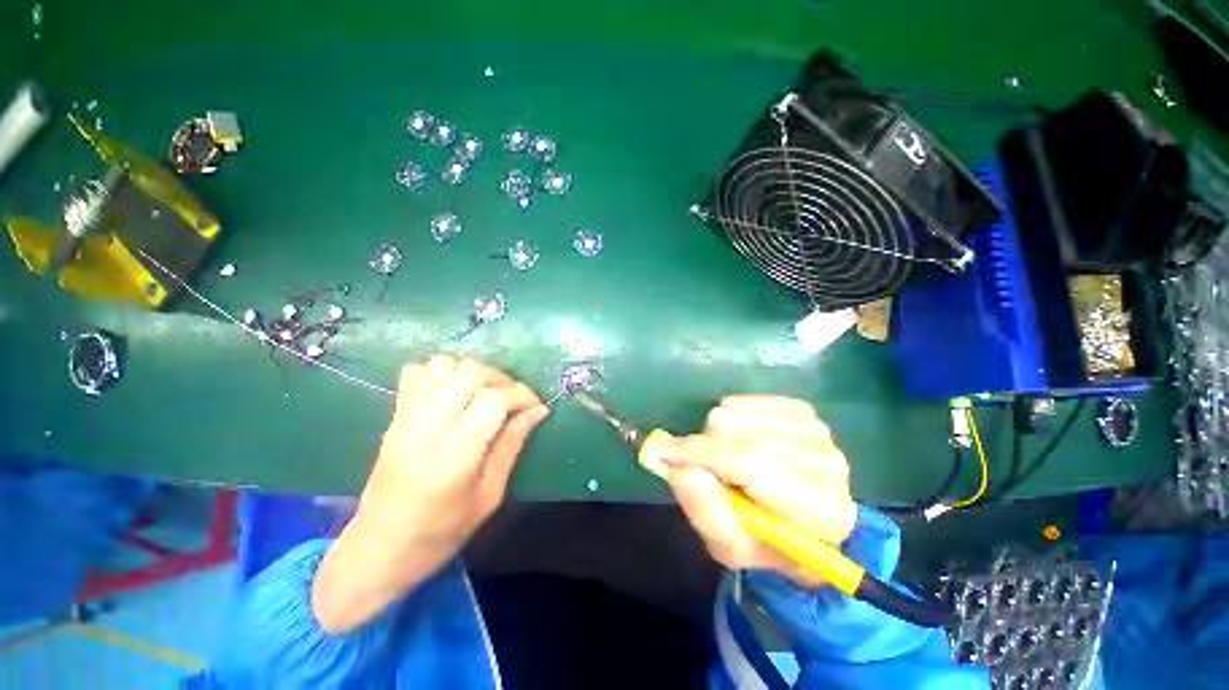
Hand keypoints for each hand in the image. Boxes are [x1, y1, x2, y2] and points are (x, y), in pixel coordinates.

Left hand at [313, 356, 547, 633]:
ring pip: (445, 365)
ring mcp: (406, 418)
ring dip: (474, 373)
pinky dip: (441, 372)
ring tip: (486, 394)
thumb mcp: (489, 496)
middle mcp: (428, 428)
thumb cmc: (440, 533)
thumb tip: (537, 411)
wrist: (377, 550)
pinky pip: (416, 372)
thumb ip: (512, 446)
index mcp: (455, 455)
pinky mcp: (394, 416)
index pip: (494, 399)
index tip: (536, 406)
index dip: (522, 395)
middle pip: (471, 373)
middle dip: (503, 379)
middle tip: (514, 400)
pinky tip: (455, 392)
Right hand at [662, 395, 856, 588]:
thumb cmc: (767, 542)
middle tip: (710, 471)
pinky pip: (742, 401)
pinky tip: (742, 440)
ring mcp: (815, 428)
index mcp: (819, 509)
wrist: (809, 524)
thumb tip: (677, 467)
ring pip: (734, 411)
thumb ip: (705, 511)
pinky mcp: (803, 410)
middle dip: (706, 447)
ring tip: (729, 460)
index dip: (703, 453)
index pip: (753, 463)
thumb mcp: (731, 546)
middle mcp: (825, 460)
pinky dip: (729, 418)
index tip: (664, 452)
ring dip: (717, 434)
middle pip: (738, 430)